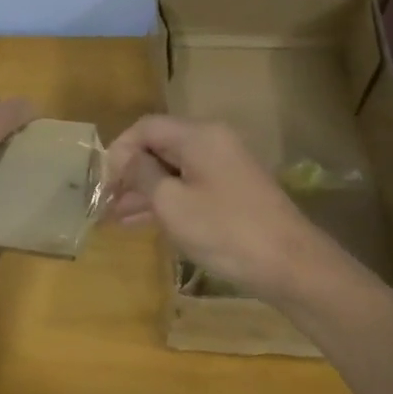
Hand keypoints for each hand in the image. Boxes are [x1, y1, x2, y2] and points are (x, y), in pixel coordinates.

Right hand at [106, 115, 346, 304]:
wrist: (290, 265)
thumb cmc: (225, 231)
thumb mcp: (172, 203)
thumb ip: (142, 175)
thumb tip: (126, 160)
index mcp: (199, 136)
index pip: (146, 127)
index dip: (118, 151)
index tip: (102, 183)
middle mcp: (213, 143)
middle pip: (159, 146)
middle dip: (128, 173)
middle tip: (103, 203)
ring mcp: (225, 168)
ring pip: (172, 170)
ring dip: (143, 190)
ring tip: (113, 217)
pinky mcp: (232, 193)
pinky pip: (189, 187)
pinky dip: (165, 201)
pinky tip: (141, 223)